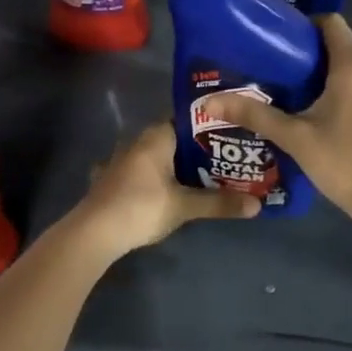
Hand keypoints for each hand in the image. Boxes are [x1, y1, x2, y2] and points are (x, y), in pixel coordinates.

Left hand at [60, 121, 260, 258]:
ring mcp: (119, 159)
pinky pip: (136, 170)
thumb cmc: (142, 207)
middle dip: (194, 147)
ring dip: (171, 162)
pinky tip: (160, 188)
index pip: (187, 118)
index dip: (209, 124)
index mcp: (156, 136)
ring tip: (199, 173)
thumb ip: (220, 203)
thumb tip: (258, 205)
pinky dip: (150, 176)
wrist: (93, 233)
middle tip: (223, 156)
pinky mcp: (108, 179)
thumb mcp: (185, 206)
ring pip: (153, 154)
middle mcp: (137, 140)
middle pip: (172, 136)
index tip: (231, 132)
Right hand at [211, 15, 351, 247]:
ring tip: (299, 95)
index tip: (282, 41)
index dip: (307, 25)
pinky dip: (349, 93)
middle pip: (343, 47)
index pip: (332, 22)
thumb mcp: (294, 138)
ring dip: (330, 77)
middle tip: (281, 73)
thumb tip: (209, 102)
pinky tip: (328, 118)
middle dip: (313, 56)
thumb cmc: (343, 162)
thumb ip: (254, 115)